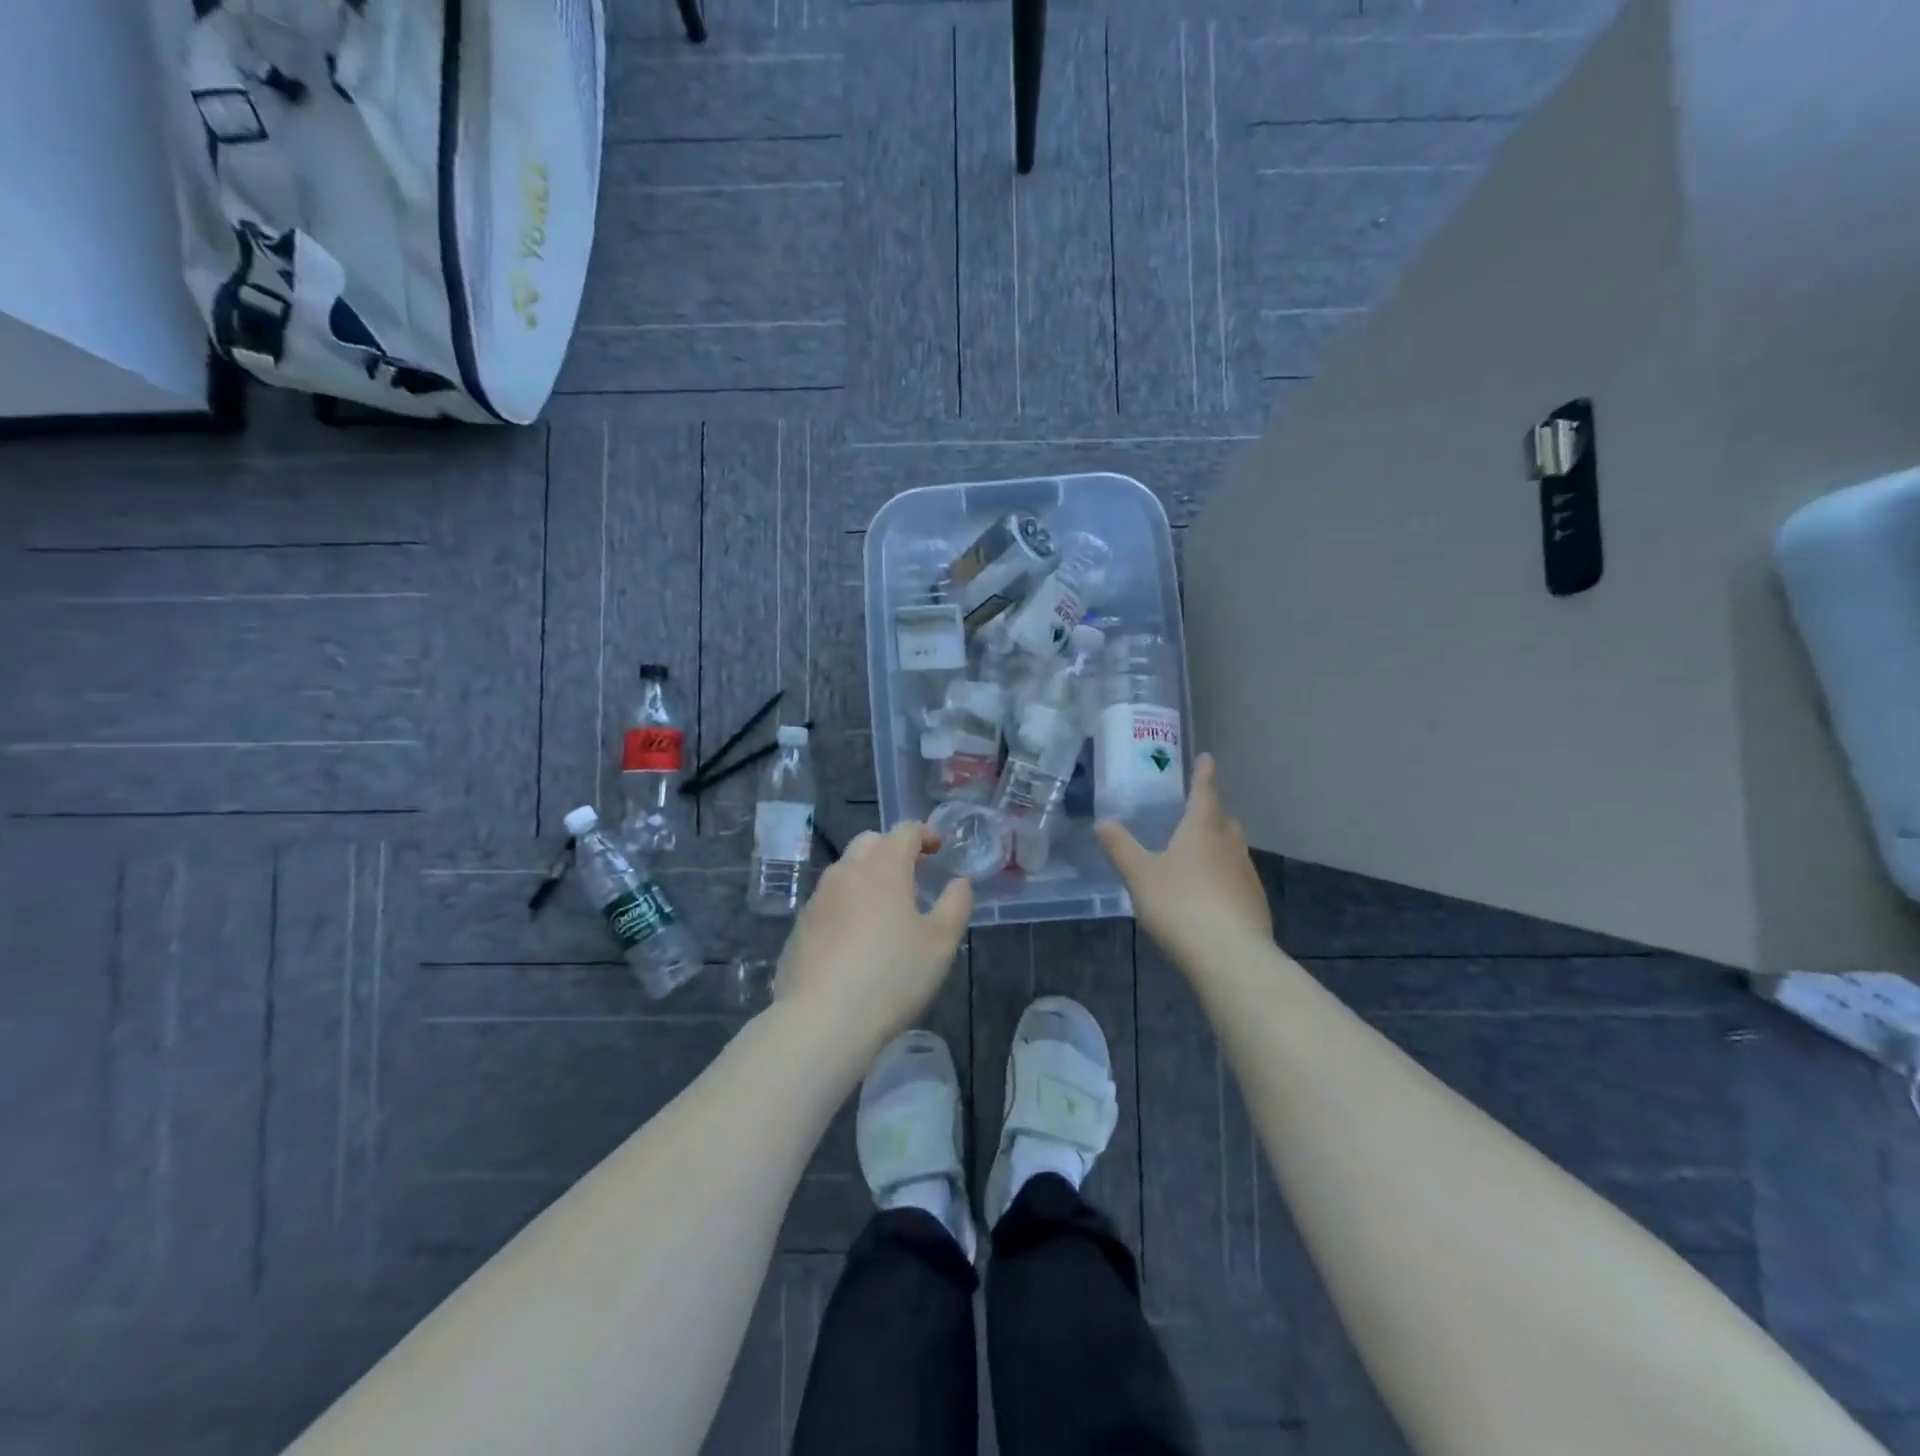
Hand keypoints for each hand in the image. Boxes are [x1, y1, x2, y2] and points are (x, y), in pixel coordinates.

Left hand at [774, 822, 972, 1060]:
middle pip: (870, 842)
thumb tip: (959, 882)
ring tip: (887, 906)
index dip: (925, 834)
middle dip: (893, 849)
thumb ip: (955, 905)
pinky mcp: (801, 925)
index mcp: (883, 867)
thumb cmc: (892, 976)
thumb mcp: (940, 943)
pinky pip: (829, 899)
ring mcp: (818, 898)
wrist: (822, 1020)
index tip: (938, 849)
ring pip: (846, 869)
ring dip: (868, 874)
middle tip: (914, 873)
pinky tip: (857, 937)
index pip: (904, 831)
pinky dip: (848, 902)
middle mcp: (846, 872)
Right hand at [1097, 754, 1271, 961]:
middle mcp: (1229, 846)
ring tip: (1198, 855)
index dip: (1203, 775)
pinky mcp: (1255, 904)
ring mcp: (1247, 876)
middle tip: (1197, 811)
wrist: (1230, 956)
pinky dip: (1224, 876)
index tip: (1207, 758)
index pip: (1204, 794)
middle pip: (1224, 821)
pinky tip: (1210, 894)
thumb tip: (1102, 822)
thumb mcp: (1140, 875)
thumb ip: (1121, 848)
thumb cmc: (1180, 905)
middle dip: (1212, 813)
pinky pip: (1237, 878)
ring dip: (1219, 846)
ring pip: (1233, 850)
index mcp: (1202, 830)